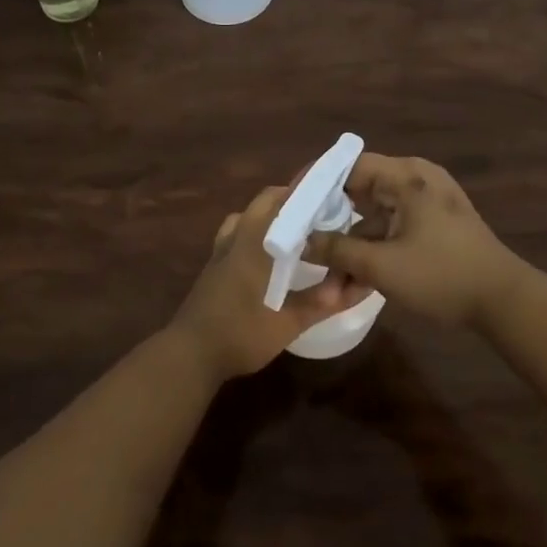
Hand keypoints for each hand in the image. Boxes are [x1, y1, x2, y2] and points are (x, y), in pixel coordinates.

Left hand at [170, 185, 374, 382]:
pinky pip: (236, 232)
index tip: (335, 195)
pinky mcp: (213, 264)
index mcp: (256, 242)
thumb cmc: (240, 335)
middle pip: (266, 201)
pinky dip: (255, 230)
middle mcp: (237, 236)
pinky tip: (267, 254)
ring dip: (271, 213)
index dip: (310, 193)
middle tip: (322, 213)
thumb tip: (356, 284)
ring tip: (296, 230)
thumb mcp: (287, 323)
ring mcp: (221, 249)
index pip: (285, 201)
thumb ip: (322, 302)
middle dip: (293, 199)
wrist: (189, 354)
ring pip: (248, 214)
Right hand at [304, 154, 524, 328]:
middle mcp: (416, 181)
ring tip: (330, 285)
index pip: (349, 165)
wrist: (504, 301)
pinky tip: (354, 285)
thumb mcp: (383, 266)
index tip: (291, 204)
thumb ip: (338, 251)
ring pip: (374, 219)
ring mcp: (426, 204)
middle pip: (359, 193)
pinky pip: (391, 231)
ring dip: (352, 249)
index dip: (316, 183)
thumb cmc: (442, 275)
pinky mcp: (433, 226)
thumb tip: (303, 241)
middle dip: (332, 226)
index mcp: (406, 177)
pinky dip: (373, 253)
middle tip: (303, 244)